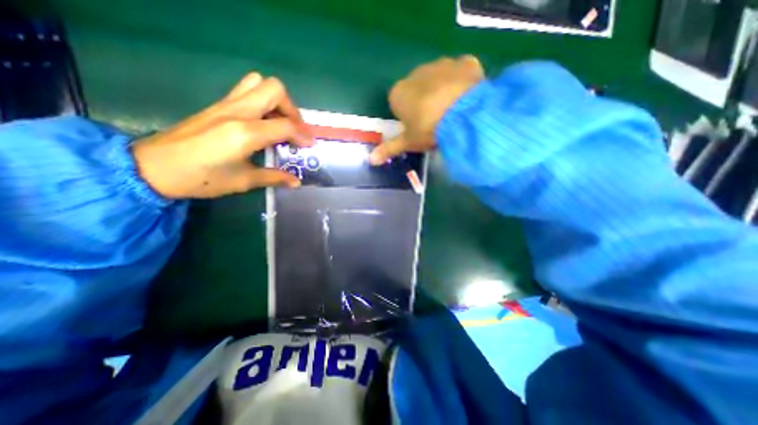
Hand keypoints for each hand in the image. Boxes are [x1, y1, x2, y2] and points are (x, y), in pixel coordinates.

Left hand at [132, 71, 311, 198]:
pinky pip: (246, 90)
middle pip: (275, 90)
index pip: (286, 125)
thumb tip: (296, 182)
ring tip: (280, 122)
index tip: (310, 145)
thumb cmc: (201, 178)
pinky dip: (262, 101)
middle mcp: (237, 112)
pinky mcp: (218, 105)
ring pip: (259, 83)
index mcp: (245, 133)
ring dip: (276, 101)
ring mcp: (226, 105)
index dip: (303, 135)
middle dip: (292, 109)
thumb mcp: (243, 181)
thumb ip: (274, 177)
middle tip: (295, 129)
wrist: (153, 167)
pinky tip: (263, 122)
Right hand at [369, 55, 484, 163]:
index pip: (398, 102)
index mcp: (399, 93)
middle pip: (418, 88)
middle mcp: (417, 74)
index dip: (407, 114)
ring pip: (439, 77)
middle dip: (424, 100)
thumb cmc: (428, 130)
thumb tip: (371, 160)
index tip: (417, 127)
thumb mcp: (409, 143)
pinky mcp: (464, 62)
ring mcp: (441, 65)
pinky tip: (468, 95)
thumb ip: (389, 149)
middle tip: (435, 120)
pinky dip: (463, 81)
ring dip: (442, 89)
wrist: (464, 116)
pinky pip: (461, 71)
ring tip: (453, 110)